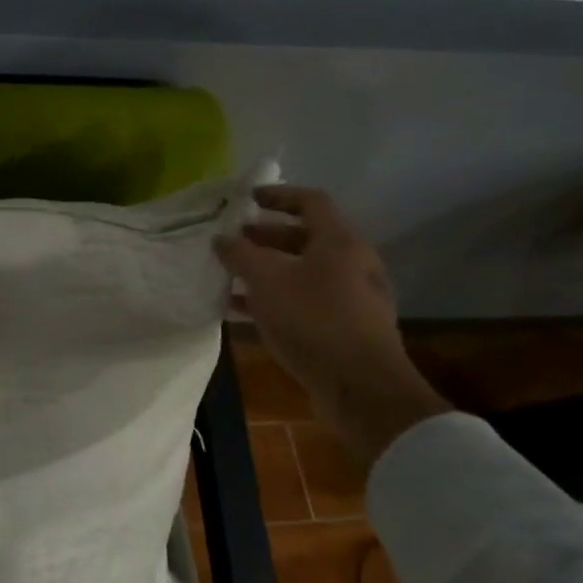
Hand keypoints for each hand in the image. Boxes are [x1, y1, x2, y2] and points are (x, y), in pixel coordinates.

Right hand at [214, 186, 450, 468]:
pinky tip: (243, 311)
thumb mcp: (266, 281)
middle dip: (266, 236)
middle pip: (306, 237)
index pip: (310, 201)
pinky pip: (304, 301)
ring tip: (231, 276)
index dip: (278, 195)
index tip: (247, 198)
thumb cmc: (313, 320)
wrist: (360, 388)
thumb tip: (221, 238)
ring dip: (267, 270)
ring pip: (303, 271)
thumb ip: (240, 254)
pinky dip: (275, 299)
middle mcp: (352, 264)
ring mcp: (352, 297)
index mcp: (339, 242)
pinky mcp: (345, 327)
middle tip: (234, 241)